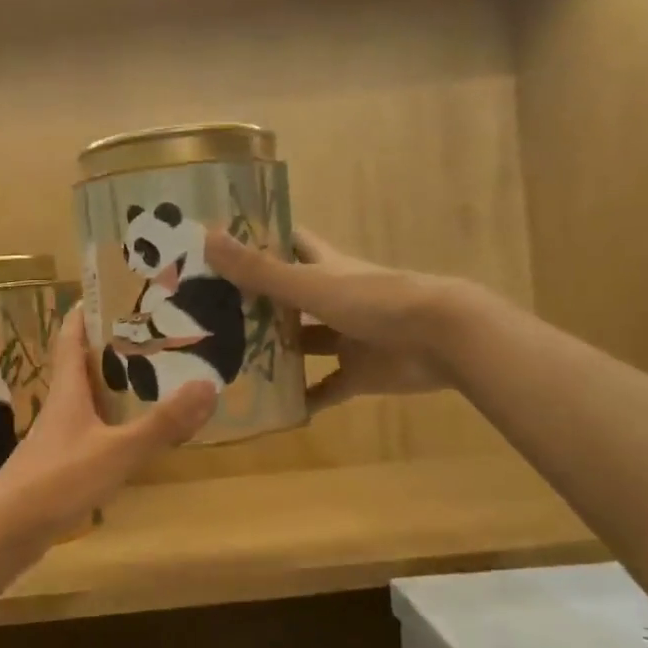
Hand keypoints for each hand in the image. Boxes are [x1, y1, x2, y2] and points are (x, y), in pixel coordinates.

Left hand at [0, 306, 214, 558]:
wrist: (5, 534)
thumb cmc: (57, 481)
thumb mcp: (116, 451)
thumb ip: (161, 424)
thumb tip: (208, 385)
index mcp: (67, 390)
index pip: (71, 337)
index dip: (87, 311)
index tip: (112, 290)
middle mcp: (61, 406)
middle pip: (83, 365)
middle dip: (113, 347)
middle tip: (154, 333)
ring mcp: (59, 437)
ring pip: (89, 399)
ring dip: (115, 386)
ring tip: (155, 377)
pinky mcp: (61, 465)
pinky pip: (92, 431)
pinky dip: (114, 423)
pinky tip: (135, 433)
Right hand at [205, 228, 457, 414]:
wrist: (441, 338)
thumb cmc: (374, 301)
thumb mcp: (309, 285)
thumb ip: (259, 270)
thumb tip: (206, 238)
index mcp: (324, 267)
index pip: (288, 243)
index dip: (260, 240)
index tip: (221, 245)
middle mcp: (333, 299)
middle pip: (289, 297)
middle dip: (255, 303)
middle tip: (208, 314)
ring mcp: (347, 337)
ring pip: (304, 343)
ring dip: (275, 352)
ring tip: (228, 362)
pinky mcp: (359, 373)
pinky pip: (326, 388)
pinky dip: (305, 398)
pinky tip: (274, 409)